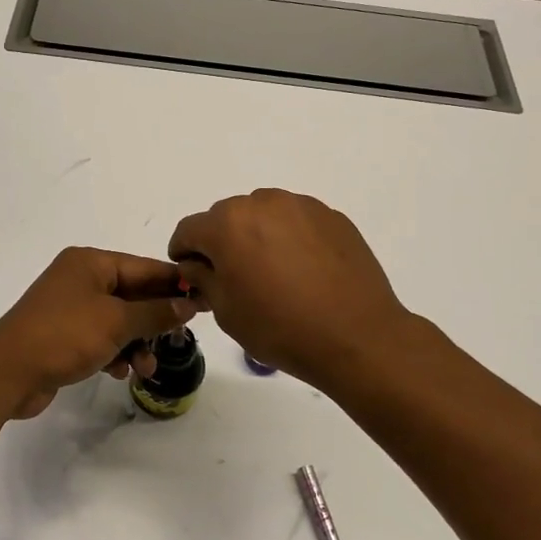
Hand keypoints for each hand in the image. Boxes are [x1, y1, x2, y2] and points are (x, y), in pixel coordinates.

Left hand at [0, 248, 200, 417]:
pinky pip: (100, 337)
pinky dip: (114, 352)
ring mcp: (70, 307)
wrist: (7, 372)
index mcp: (90, 263)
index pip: (144, 267)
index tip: (204, 298)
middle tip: (180, 338)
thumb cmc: (64, 335)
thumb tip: (187, 303)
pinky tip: (121, 372)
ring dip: (136, 342)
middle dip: (155, 320)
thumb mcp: (116, 322)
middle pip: (132, 294)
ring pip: (118, 320)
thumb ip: (155, 312)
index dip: (174, 283)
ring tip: (146, 368)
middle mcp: (80, 279)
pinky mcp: (63, 335)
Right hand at [168, 189, 417, 388]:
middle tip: (233, 277)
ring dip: (256, 236)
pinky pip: (296, 222)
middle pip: (226, 217)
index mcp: (227, 224)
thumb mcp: (226, 311)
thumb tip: (197, 265)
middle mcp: (261, 203)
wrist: (357, 336)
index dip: (182, 253)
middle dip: (221, 242)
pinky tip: (302, 271)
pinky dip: (289, 238)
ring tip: (272, 273)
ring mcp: (300, 206)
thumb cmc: (280, 328)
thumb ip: (202, 278)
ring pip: (263, 215)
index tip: (190, 274)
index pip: (189, 230)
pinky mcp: (331, 216)